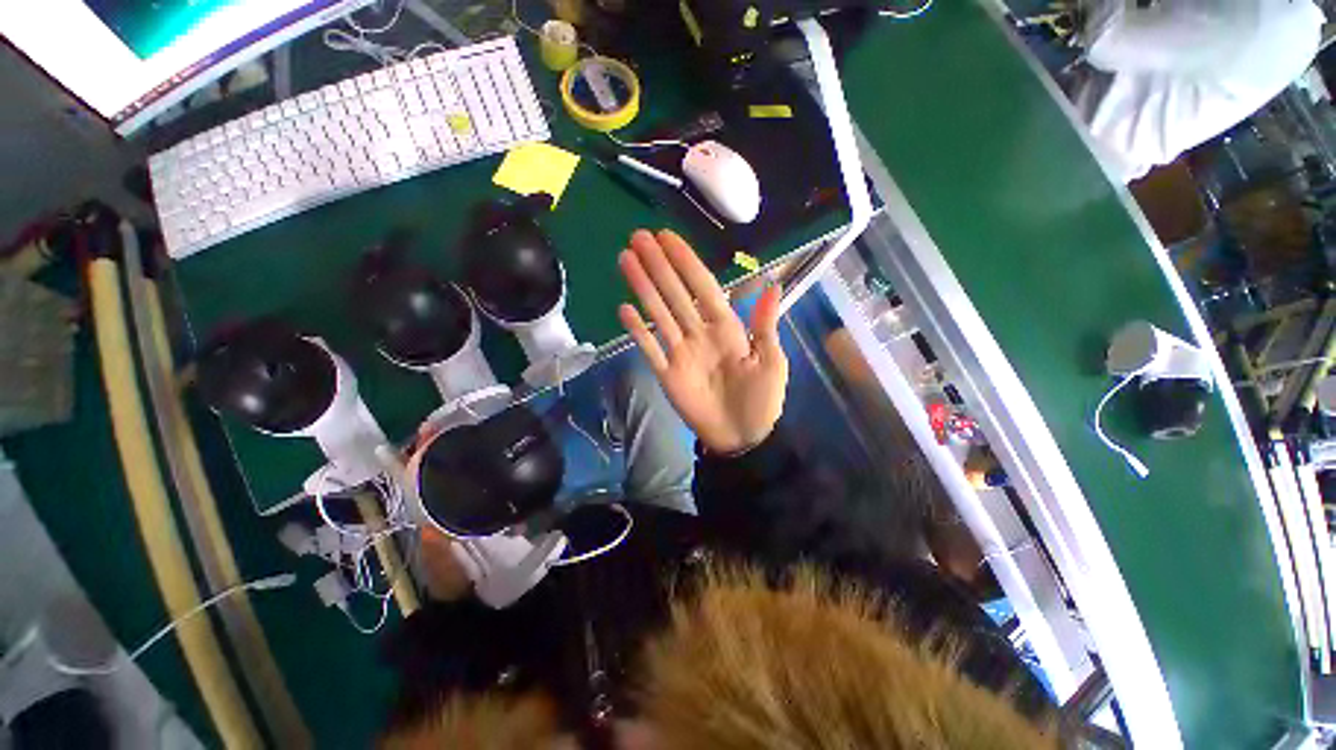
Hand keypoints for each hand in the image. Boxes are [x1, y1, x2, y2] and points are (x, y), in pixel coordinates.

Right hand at [617, 230, 787, 453]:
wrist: (742, 438)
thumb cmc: (761, 400)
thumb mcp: (771, 362)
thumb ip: (765, 326)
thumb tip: (772, 283)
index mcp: (726, 327)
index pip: (702, 287)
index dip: (686, 262)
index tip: (667, 238)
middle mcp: (699, 332)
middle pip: (675, 293)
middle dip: (658, 265)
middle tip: (638, 237)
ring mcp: (680, 351)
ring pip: (658, 313)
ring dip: (643, 287)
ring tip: (625, 260)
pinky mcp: (666, 373)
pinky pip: (650, 348)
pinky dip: (637, 330)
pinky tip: (624, 309)